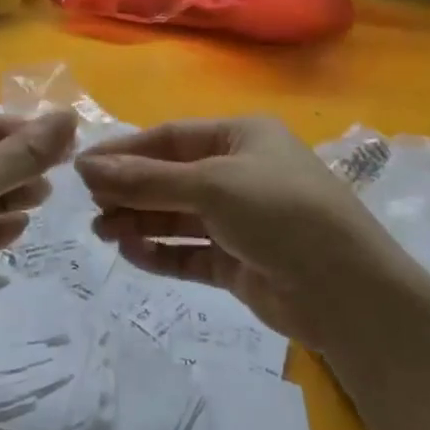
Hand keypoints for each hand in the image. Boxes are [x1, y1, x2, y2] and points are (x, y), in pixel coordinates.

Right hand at [76, 117, 414, 351]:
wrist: (347, 292)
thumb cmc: (280, 213)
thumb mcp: (211, 185)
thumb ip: (147, 179)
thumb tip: (87, 165)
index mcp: (241, 137)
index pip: (171, 138)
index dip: (126, 151)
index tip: (82, 168)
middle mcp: (239, 173)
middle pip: (171, 177)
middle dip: (130, 190)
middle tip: (89, 206)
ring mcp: (240, 220)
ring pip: (178, 216)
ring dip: (140, 221)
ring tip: (102, 232)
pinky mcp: (239, 262)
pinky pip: (190, 252)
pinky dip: (161, 253)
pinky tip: (131, 254)